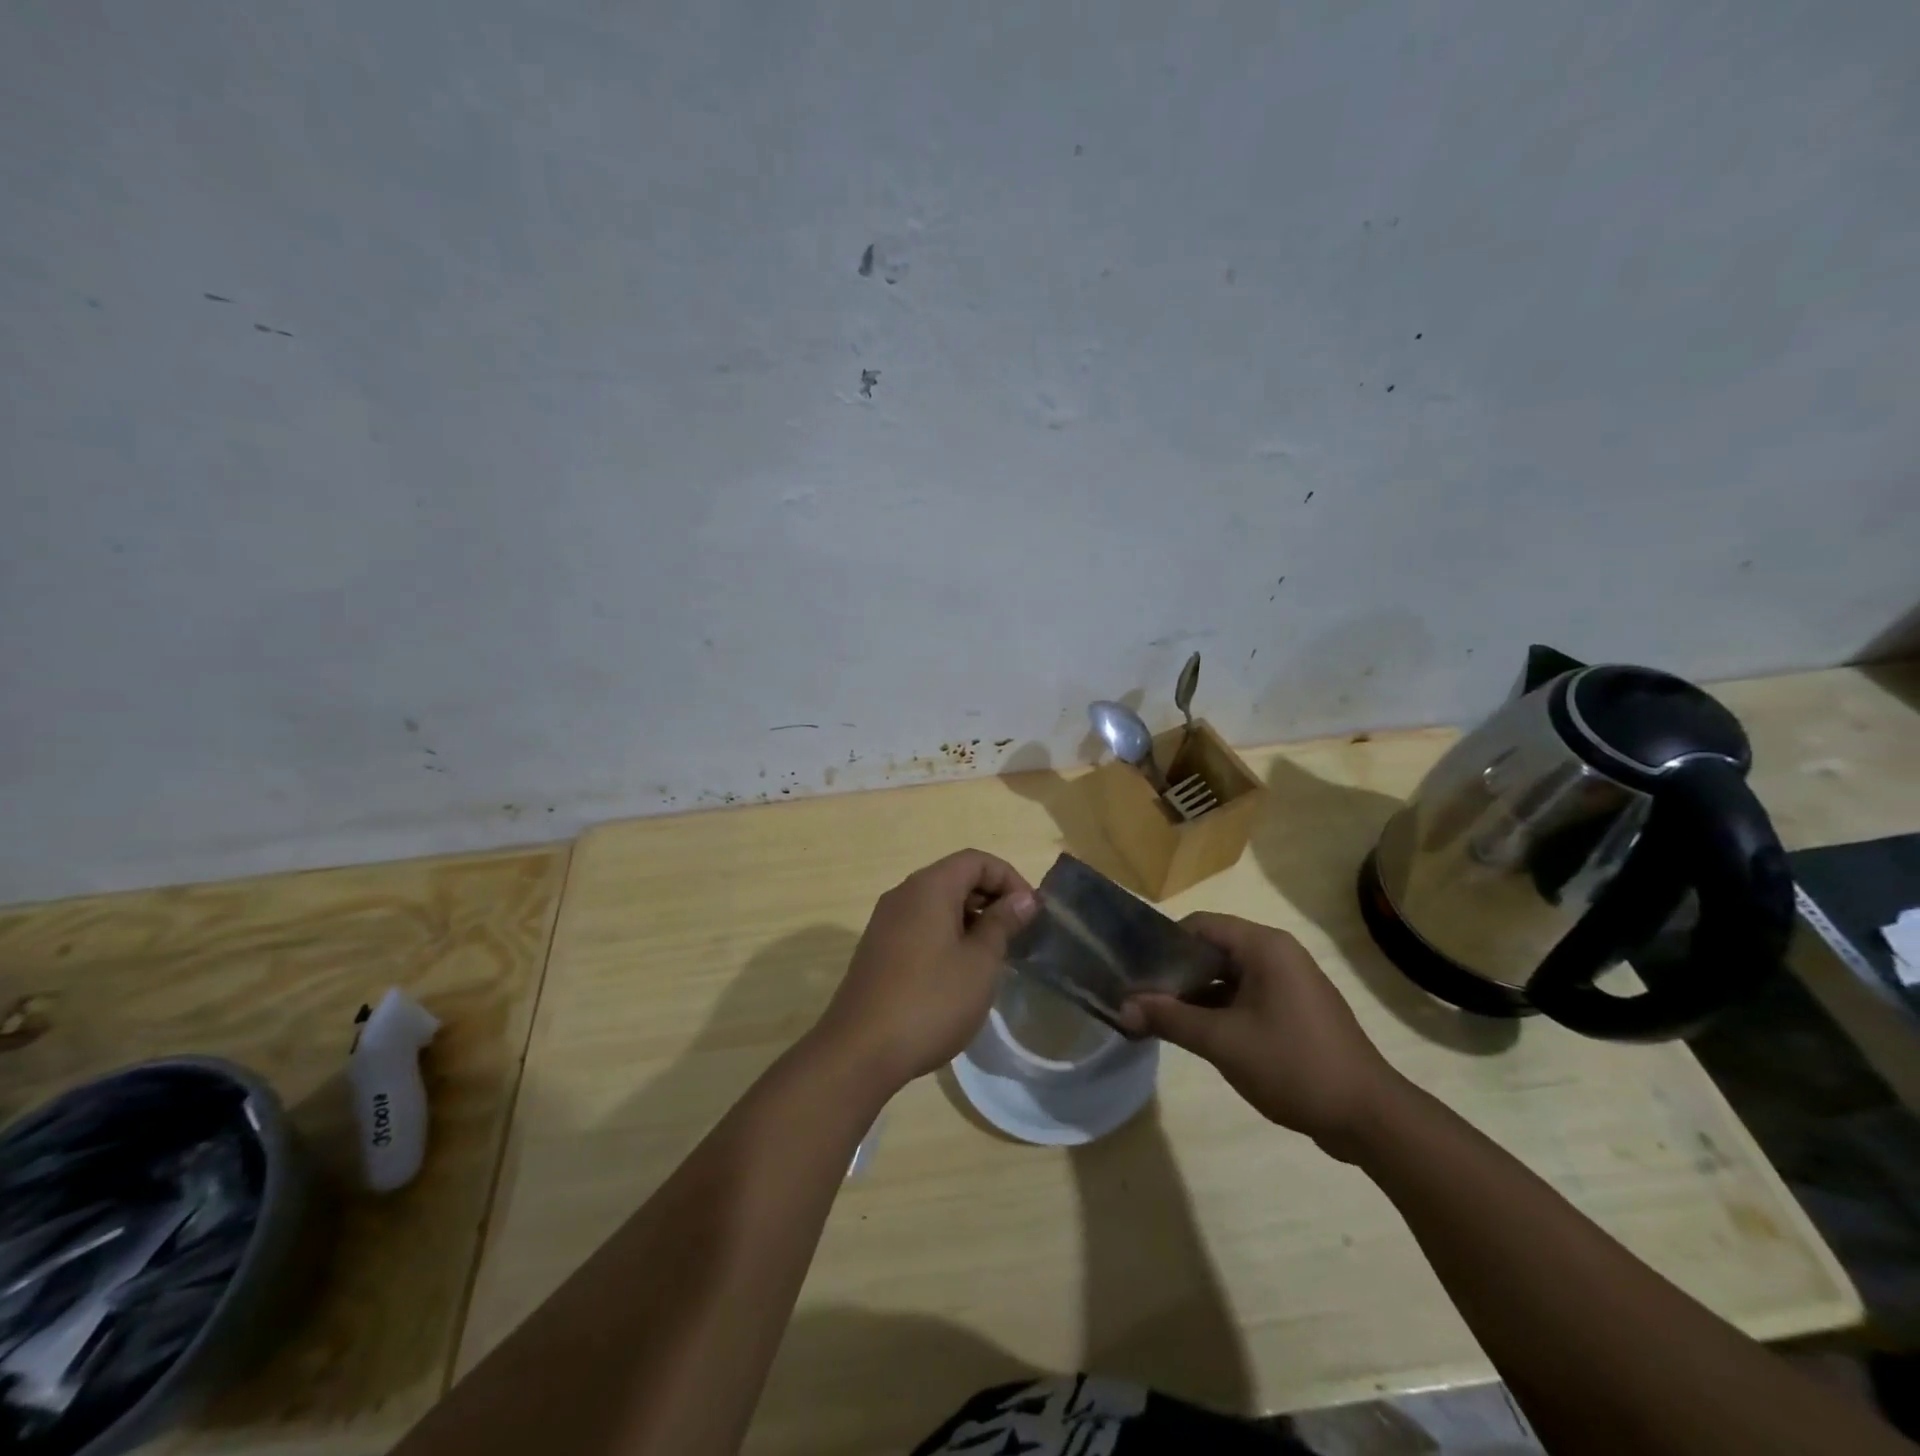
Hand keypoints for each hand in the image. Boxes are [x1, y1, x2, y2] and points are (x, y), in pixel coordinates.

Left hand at [811, 850, 1037, 1095]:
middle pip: (955, 877)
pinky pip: (920, 926)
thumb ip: (1002, 924)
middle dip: (991, 898)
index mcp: (929, 887)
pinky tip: (960, 972)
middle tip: (1018, 934)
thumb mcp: (979, 962)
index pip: (976, 860)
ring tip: (995, 955)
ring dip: (970, 919)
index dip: (1009, 878)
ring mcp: (885, 922)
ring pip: (937, 904)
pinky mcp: (878, 949)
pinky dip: (947, 935)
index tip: (1031, 913)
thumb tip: (1023, 899)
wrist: (860, 1050)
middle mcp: (903, 894)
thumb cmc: (930, 1001)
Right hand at [1118, 913, 1401, 1158]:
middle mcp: (1278, 954)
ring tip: (1159, 1017)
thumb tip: (1121, 1007)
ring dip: (1195, 994)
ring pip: (1228, 975)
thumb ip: (1169, 1019)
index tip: (1136, 970)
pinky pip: (1246, 996)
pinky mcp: (1295, 1010)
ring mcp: (1289, 983)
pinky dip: (1219, 1009)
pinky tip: (1195, 1033)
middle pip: (1213, 949)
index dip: (1164, 944)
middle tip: (1141, 996)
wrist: (1369, 1118)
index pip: (1200, 925)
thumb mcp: (1223, 1042)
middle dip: (1176, 972)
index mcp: (1264, 946)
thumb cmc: (1294, 1065)